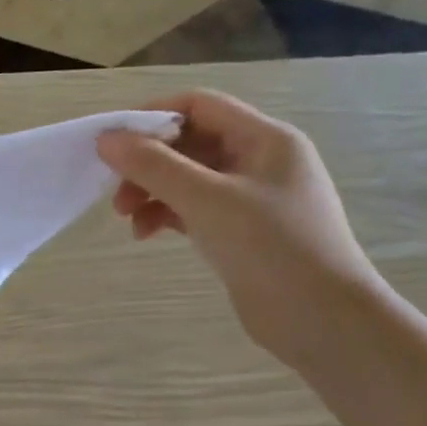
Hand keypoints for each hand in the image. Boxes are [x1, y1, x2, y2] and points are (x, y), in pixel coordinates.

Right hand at [96, 91, 383, 363]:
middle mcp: (260, 161)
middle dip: (147, 163)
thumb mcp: (206, 200)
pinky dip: (166, 215)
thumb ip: (153, 166)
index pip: (200, 106)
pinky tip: (146, 234)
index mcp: (265, 139)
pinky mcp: (241, 230)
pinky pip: (193, 208)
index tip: (112, 140)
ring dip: (151, 191)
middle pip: (189, 143)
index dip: (153, 115)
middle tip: (115, 191)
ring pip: (187, 178)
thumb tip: (106, 139)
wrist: (321, 319)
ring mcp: (251, 198)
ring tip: (128, 219)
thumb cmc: (270, 247)